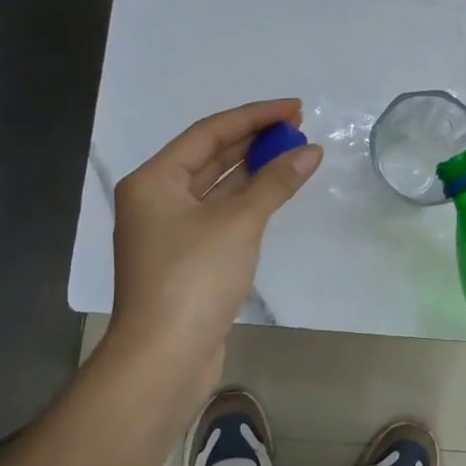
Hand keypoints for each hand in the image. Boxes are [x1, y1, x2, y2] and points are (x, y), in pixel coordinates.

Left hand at [105, 99, 320, 386]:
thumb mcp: (238, 223)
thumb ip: (275, 182)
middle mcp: (157, 199)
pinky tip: (275, 192)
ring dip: (253, 170)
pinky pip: (221, 214)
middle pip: (210, 157)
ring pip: (217, 187)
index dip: (254, 116)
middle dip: (254, 140)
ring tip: (294, 153)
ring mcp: (171, 231)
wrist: (164, 358)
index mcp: (154, 181)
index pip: (209, 133)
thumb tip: (311, 151)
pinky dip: (248, 201)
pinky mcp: (188, 258)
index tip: (295, 107)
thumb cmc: (193, 279)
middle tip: (299, 128)